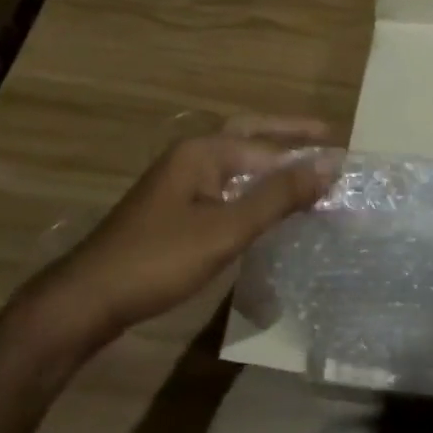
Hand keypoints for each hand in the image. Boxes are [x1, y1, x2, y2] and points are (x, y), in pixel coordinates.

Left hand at [30, 117, 334, 345]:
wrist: (87, 299)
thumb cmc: (159, 259)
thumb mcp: (226, 228)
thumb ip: (278, 196)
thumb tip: (329, 165)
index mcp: (203, 152)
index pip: (269, 146)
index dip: (307, 152)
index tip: (345, 158)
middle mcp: (191, 157)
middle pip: (249, 135)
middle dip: (288, 134)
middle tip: (326, 133)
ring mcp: (179, 182)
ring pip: (236, 162)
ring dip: (271, 160)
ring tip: (306, 166)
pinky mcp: (174, 208)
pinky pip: (225, 184)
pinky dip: (253, 185)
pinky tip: (266, 203)